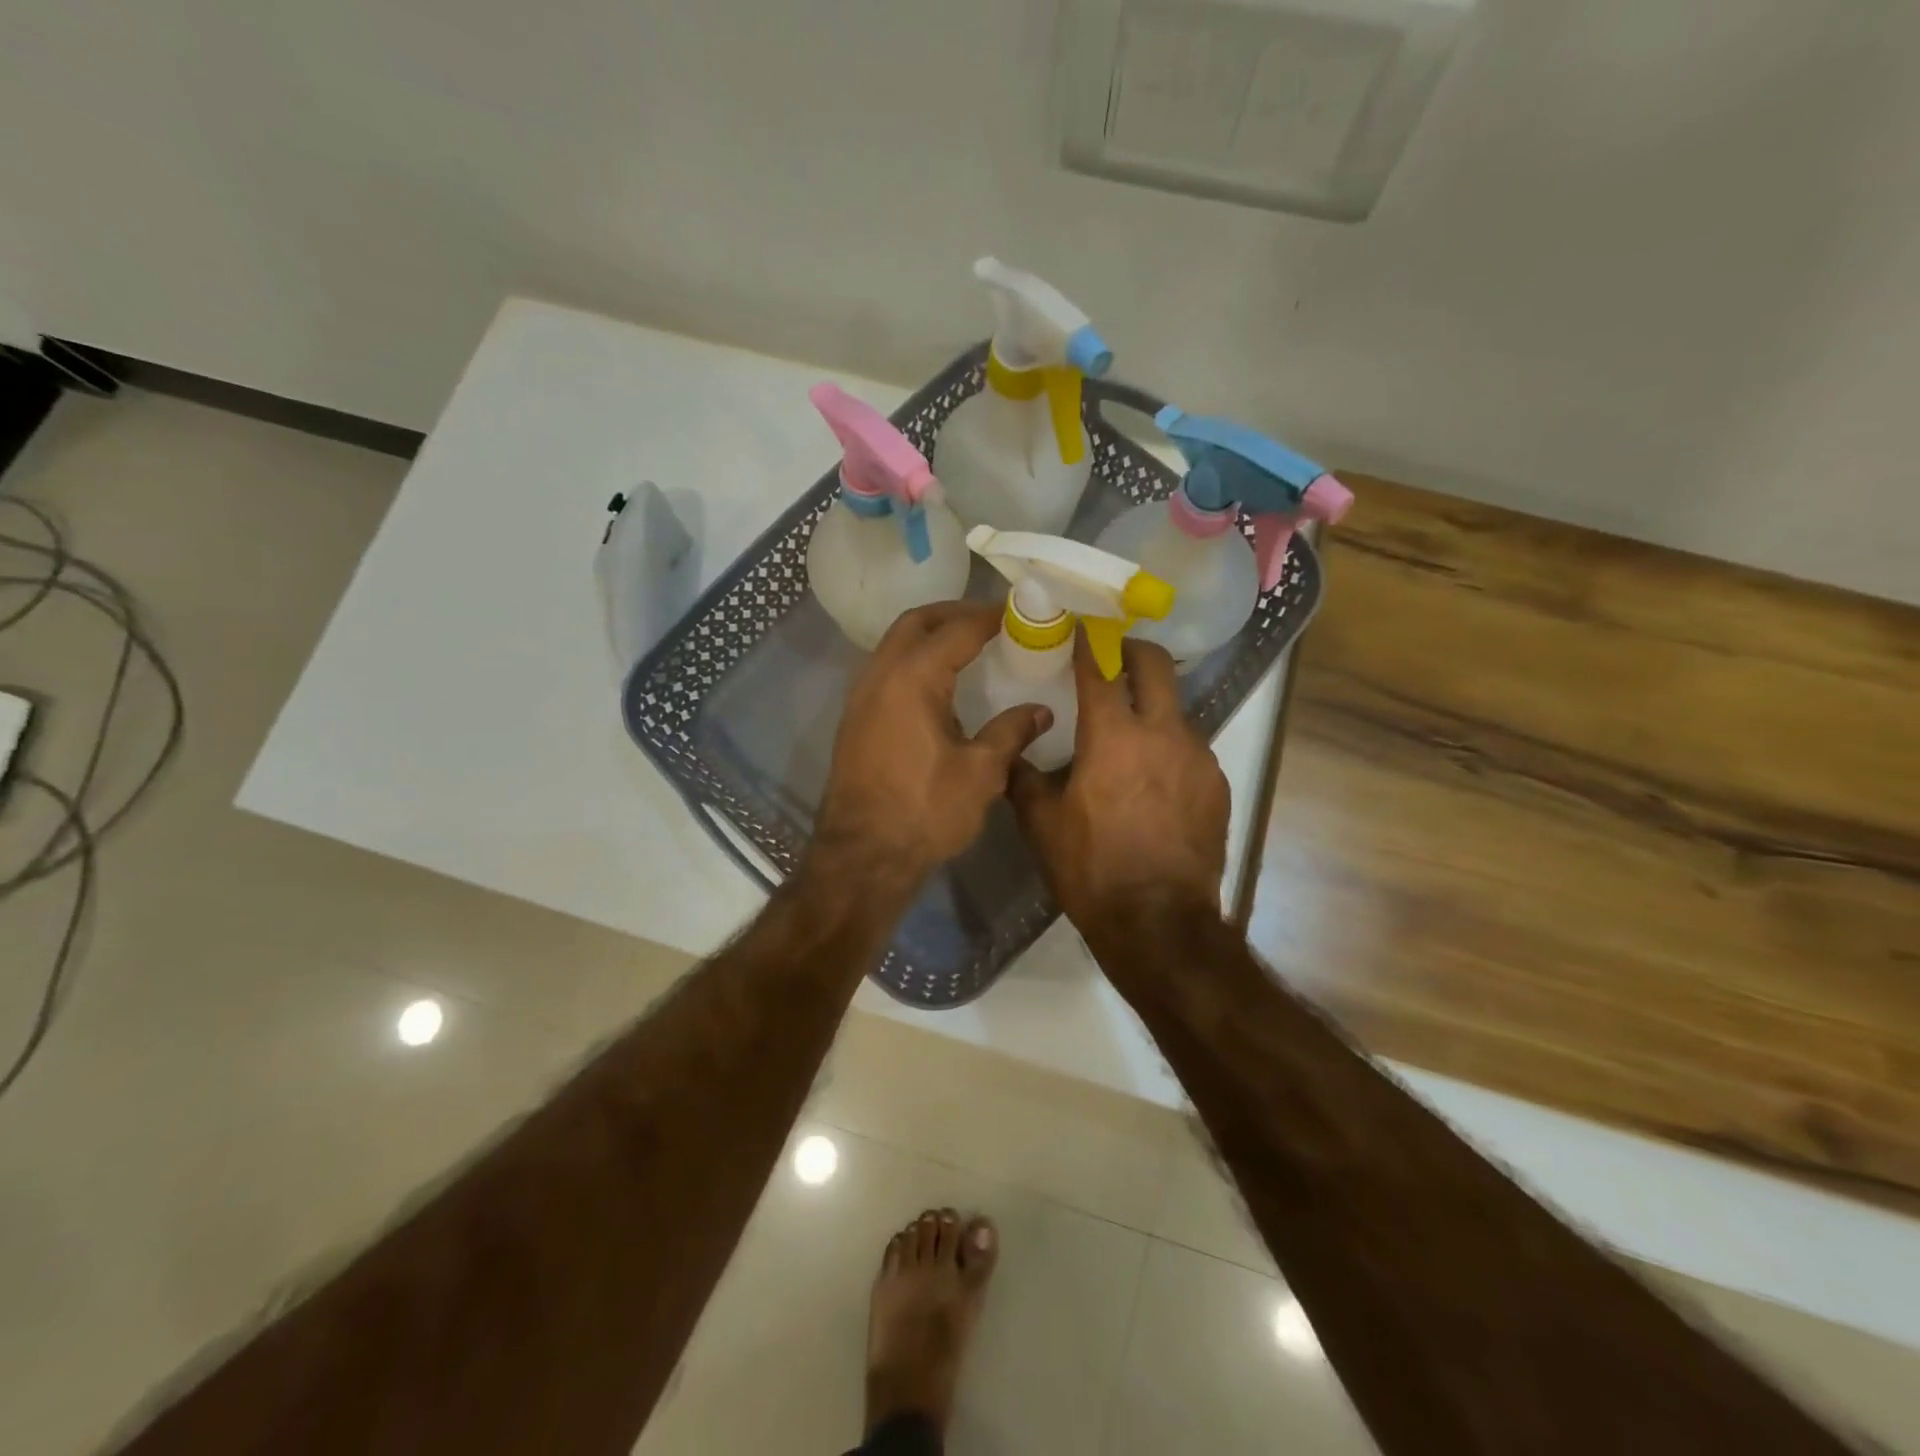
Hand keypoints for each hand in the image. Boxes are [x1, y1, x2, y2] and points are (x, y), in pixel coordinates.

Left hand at [814, 602, 1050, 883]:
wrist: (862, 856)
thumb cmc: (925, 811)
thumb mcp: (981, 772)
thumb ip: (1011, 732)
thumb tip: (1040, 711)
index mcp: (913, 678)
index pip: (957, 629)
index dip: (990, 617)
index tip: (1020, 612)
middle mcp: (880, 675)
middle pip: (916, 623)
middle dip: (954, 614)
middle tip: (991, 620)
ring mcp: (861, 696)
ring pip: (895, 644)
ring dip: (930, 636)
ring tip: (968, 647)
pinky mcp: (855, 719)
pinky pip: (886, 670)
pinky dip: (913, 661)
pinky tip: (939, 685)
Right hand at [1010, 633, 1228, 934]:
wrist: (1158, 922)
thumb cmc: (1091, 869)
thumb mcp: (1041, 824)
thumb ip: (1024, 777)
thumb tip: (1013, 752)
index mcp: (1113, 736)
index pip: (1099, 668)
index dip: (1087, 641)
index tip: (1080, 625)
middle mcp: (1162, 733)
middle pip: (1155, 665)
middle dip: (1132, 649)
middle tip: (1113, 654)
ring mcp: (1198, 757)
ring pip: (1175, 708)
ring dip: (1151, 705)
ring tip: (1129, 732)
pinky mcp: (1217, 784)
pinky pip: (1190, 748)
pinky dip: (1169, 747)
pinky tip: (1153, 778)